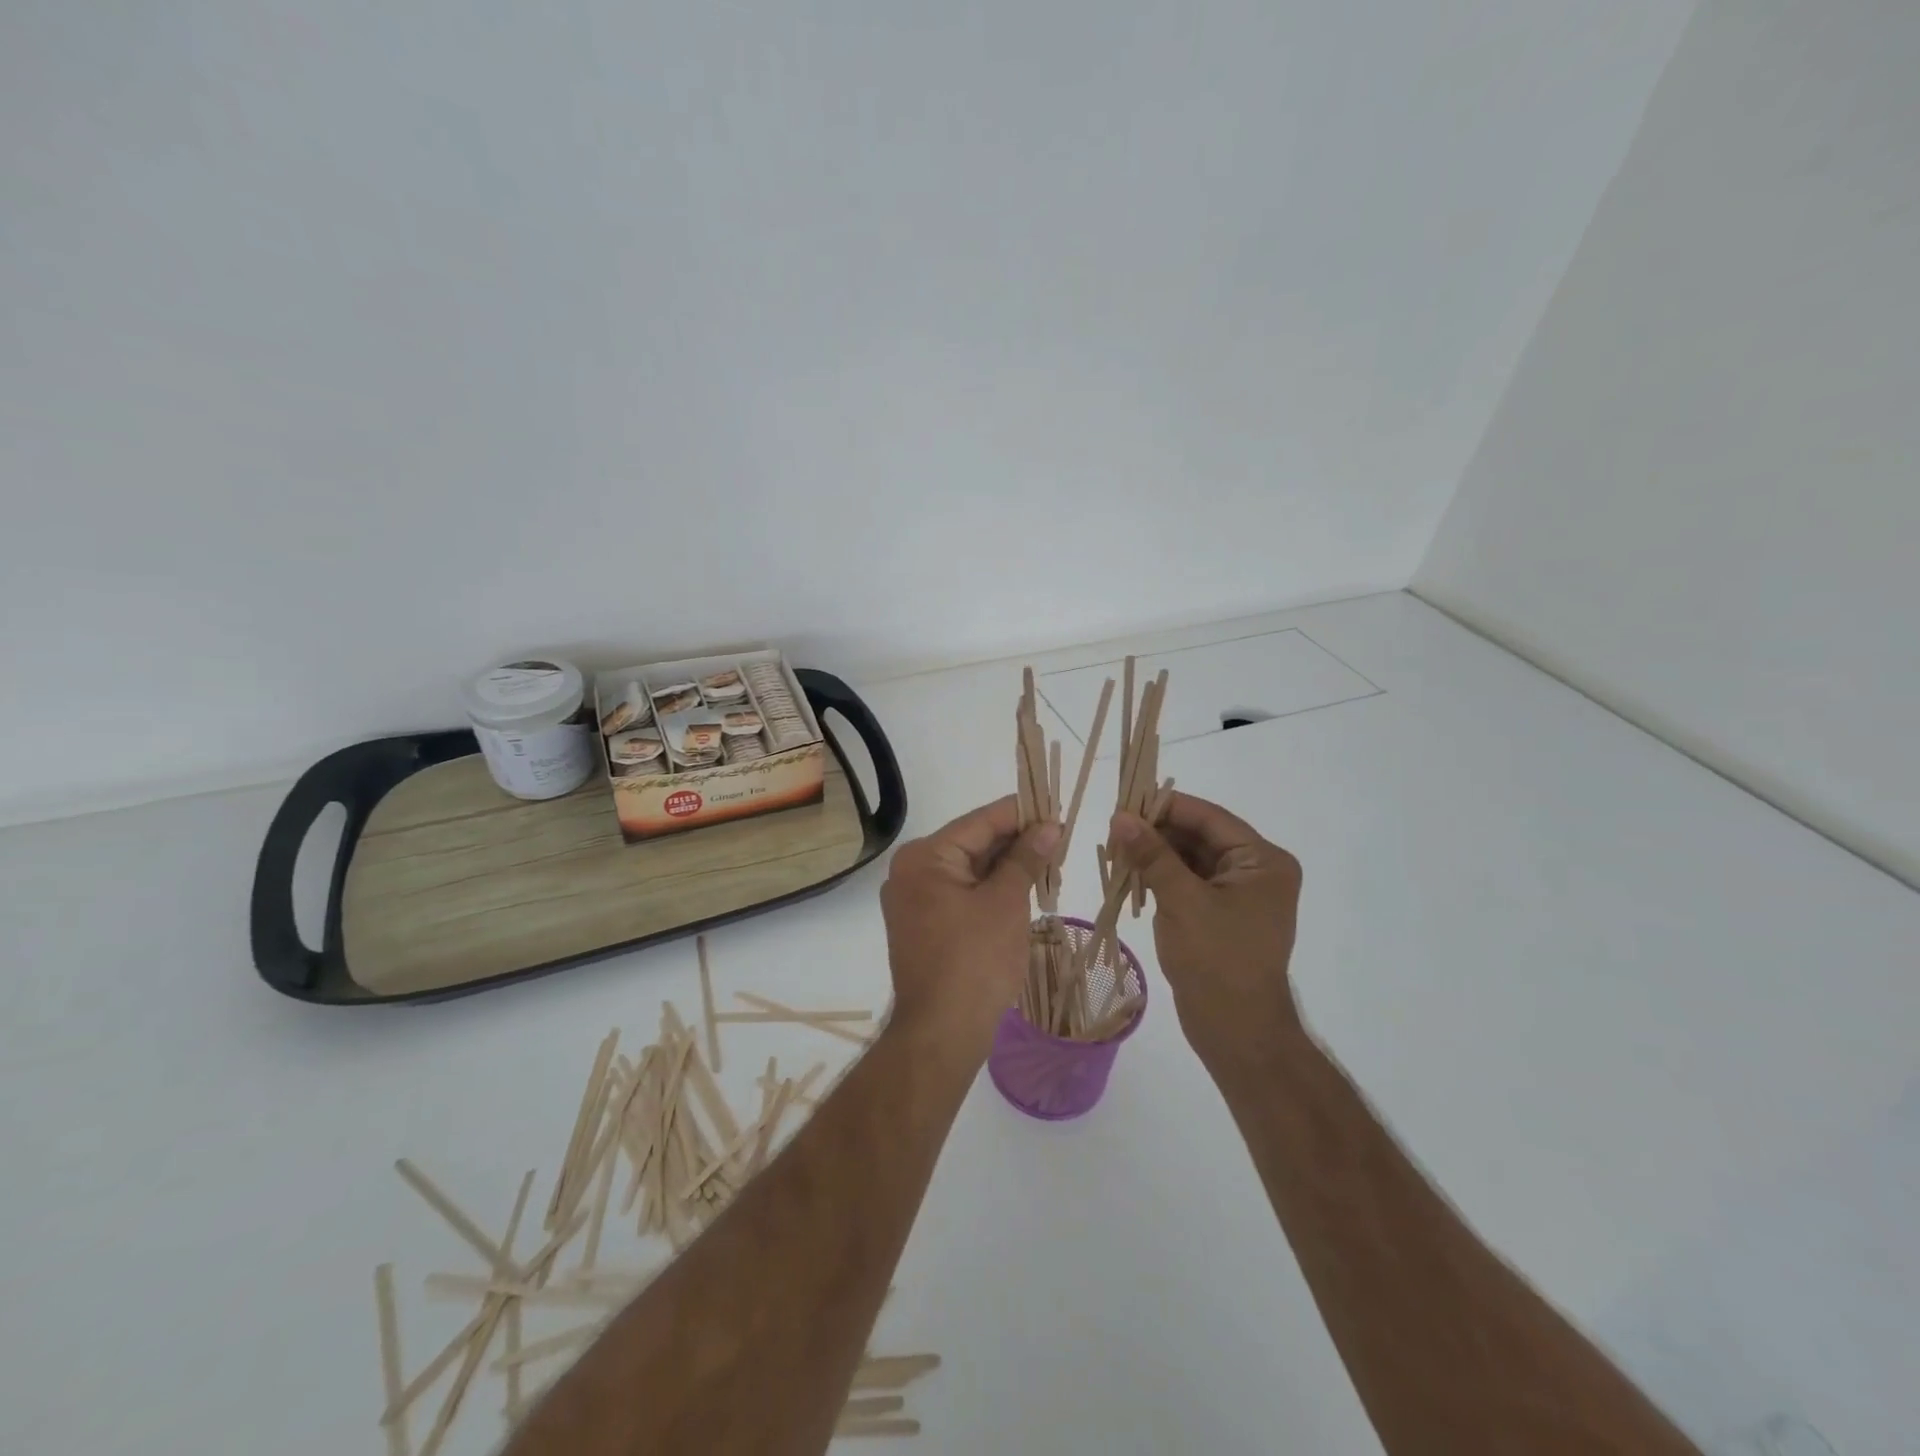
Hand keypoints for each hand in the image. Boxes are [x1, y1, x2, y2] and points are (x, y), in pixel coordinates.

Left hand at [880, 797, 1058, 1051]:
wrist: (942, 1034)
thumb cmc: (975, 961)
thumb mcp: (1006, 902)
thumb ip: (1026, 858)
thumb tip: (1048, 827)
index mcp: (924, 857)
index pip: (980, 821)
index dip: (1021, 814)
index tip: (1057, 809)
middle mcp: (911, 871)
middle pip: (973, 843)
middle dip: (1017, 842)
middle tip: (1061, 841)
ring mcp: (914, 900)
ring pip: (970, 870)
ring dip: (1008, 867)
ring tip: (1051, 865)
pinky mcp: (923, 925)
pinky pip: (962, 894)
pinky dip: (992, 890)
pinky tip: (1025, 889)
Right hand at [1111, 793, 1303, 1061]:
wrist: (1237, 1032)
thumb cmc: (1217, 960)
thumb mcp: (1181, 900)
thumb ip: (1152, 855)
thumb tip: (1120, 816)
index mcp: (1262, 860)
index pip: (1209, 818)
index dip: (1166, 807)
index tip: (1124, 802)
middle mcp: (1256, 871)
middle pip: (1200, 836)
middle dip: (1157, 832)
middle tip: (1113, 830)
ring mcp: (1238, 894)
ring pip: (1190, 859)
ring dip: (1155, 855)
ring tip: (1115, 851)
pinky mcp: (1220, 915)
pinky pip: (1188, 882)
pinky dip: (1160, 877)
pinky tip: (1130, 875)